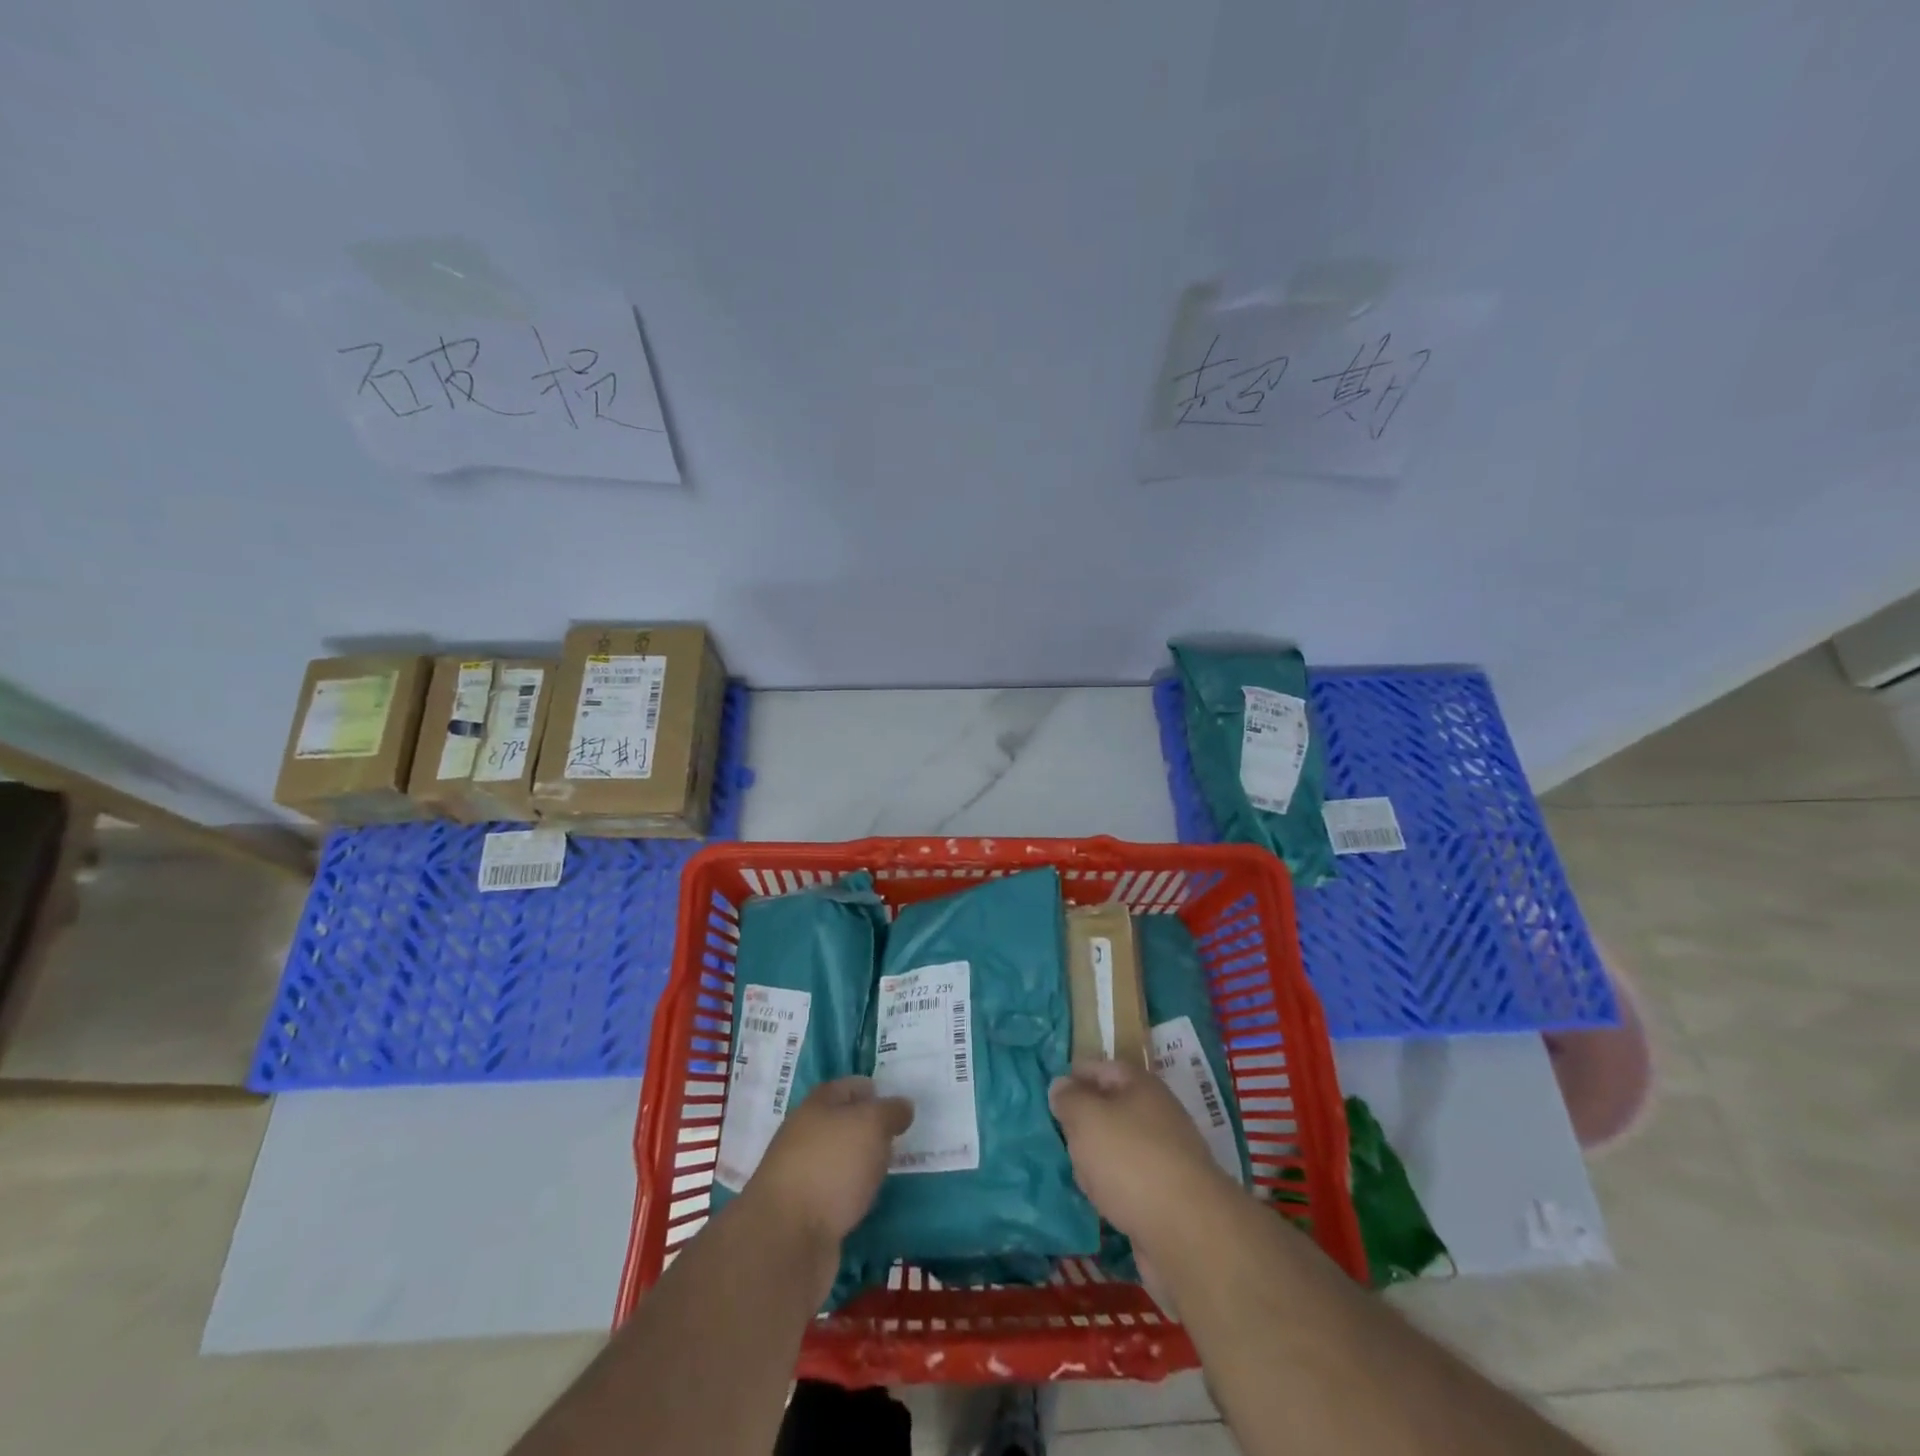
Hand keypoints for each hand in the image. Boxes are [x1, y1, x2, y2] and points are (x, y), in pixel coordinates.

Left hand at [741, 1077, 913, 1246]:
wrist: (786, 1239)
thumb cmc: (831, 1166)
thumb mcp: (871, 1125)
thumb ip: (890, 1111)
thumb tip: (903, 1106)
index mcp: (817, 1104)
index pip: (850, 1086)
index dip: (875, 1090)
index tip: (902, 1104)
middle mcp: (806, 1134)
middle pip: (844, 1124)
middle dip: (871, 1129)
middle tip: (904, 1138)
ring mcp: (803, 1175)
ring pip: (841, 1161)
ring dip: (864, 1165)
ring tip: (894, 1170)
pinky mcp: (805, 1214)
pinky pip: (838, 1195)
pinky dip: (854, 1196)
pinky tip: (873, 1202)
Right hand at [1050, 1059, 1237, 1252]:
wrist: (1187, 1232)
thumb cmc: (1130, 1160)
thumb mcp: (1086, 1118)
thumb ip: (1069, 1099)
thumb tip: (1061, 1086)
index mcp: (1142, 1085)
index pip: (1102, 1068)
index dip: (1074, 1077)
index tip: (1049, 1096)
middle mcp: (1157, 1115)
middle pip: (1111, 1109)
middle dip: (1083, 1123)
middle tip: (1059, 1138)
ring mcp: (1166, 1157)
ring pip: (1119, 1148)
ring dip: (1096, 1160)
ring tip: (1076, 1174)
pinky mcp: (1168, 1196)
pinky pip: (1129, 1182)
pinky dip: (1113, 1190)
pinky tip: (1100, 1203)